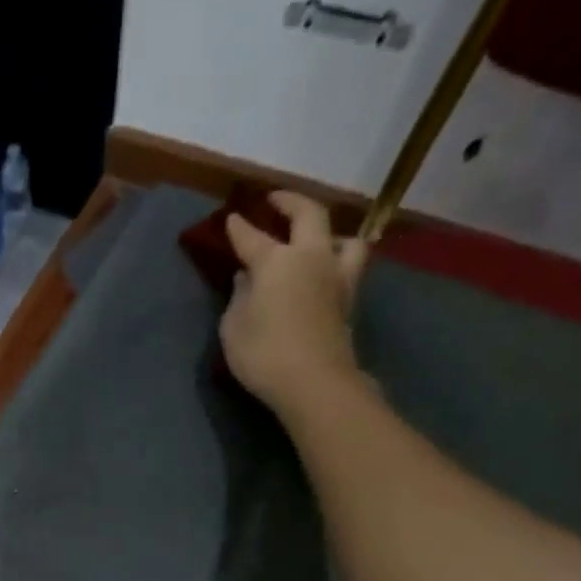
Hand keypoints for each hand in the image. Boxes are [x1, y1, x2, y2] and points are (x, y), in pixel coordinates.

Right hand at [219, 192, 368, 408]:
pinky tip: (327, 272)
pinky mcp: (349, 300)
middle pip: (309, 215)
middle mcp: (311, 257)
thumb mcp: (234, 327)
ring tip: (319, 240)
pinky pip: (349, 266)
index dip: (239, 228)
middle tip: (276, 200)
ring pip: (344, 238)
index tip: (231, 218)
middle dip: (291, 202)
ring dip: (331, 233)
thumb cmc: (263, 353)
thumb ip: (239, 297)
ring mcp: (336, 277)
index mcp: (276, 261)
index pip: (252, 237)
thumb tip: (246, 278)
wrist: (313, 380)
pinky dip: (339, 261)